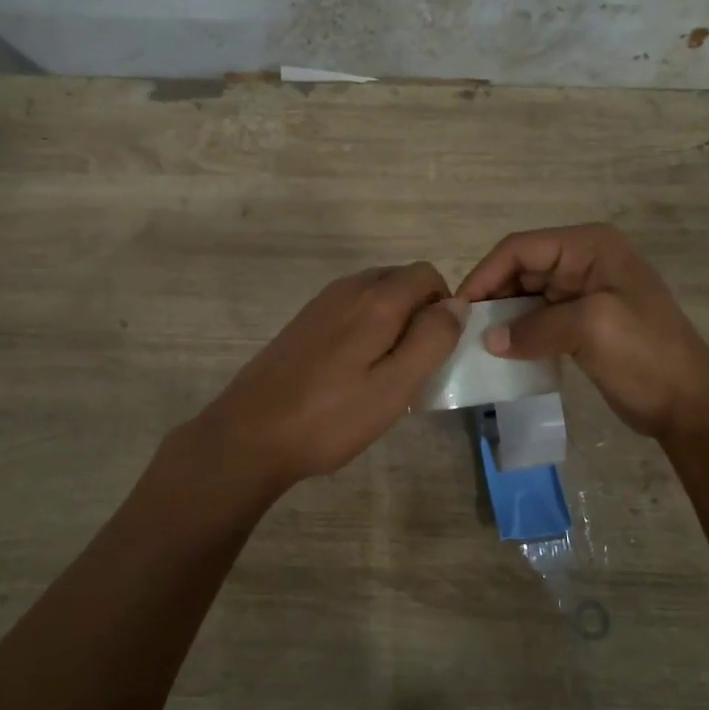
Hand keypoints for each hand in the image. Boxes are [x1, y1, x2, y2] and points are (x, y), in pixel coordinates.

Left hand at [187, 262, 467, 496]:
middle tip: (415, 364)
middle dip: (418, 313)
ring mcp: (321, 304)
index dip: (443, 306)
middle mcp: (348, 289)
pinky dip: (365, 329)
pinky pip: (350, 310)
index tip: (437, 349)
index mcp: (375, 299)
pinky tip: (352, 373)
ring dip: (391, 322)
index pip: (426, 275)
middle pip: (400, 281)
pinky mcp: (303, 322)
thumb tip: (457, 303)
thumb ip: (432, 340)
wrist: (250, 434)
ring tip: (385, 373)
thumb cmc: (330, 417)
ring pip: (374, 296)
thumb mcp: (395, 386)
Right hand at [457, 223, 708, 440]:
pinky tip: (501, 353)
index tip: (460, 309)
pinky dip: (517, 333)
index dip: (486, 274)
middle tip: (463, 330)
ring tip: (475, 344)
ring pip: (525, 295)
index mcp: (590, 247)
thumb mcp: (591, 329)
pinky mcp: (580, 322)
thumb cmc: (647, 355)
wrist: (690, 404)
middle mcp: (583, 261)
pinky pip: (537, 319)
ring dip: (501, 317)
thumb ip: (534, 328)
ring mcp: (582, 292)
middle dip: (491, 296)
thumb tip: (489, 340)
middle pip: (520, 269)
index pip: (521, 248)